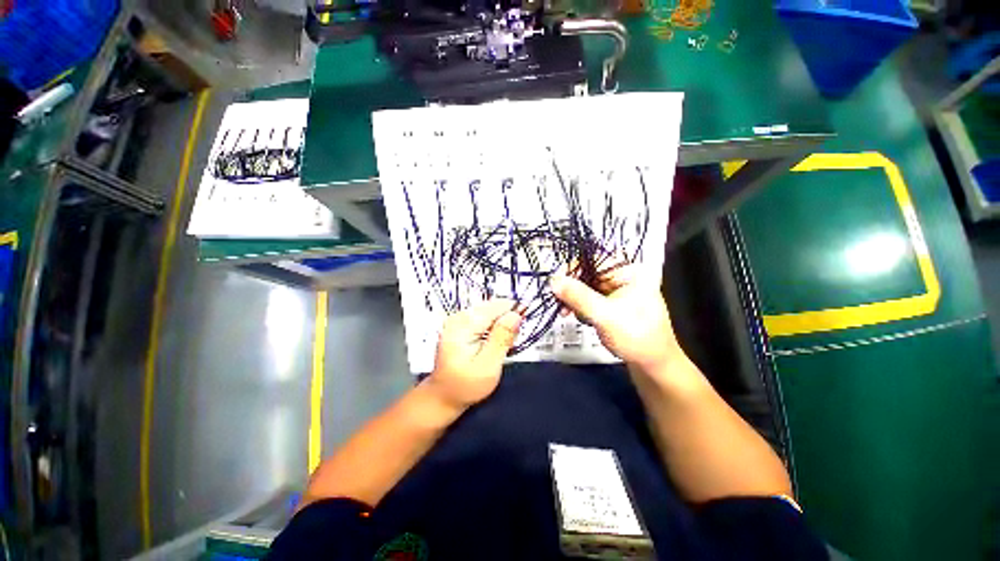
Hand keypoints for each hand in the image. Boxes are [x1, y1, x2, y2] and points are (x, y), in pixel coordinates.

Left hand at [428, 299, 522, 409]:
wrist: (444, 395)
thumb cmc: (465, 385)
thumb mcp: (488, 366)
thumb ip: (502, 338)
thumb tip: (516, 315)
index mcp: (463, 324)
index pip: (497, 306)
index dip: (514, 313)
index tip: (520, 329)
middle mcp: (459, 316)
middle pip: (494, 306)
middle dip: (507, 322)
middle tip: (508, 344)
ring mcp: (459, 319)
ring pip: (491, 311)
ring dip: (501, 326)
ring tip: (500, 347)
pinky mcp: (462, 324)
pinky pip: (485, 318)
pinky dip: (494, 329)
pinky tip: (492, 344)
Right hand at [550, 264, 678, 373]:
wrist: (652, 364)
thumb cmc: (636, 338)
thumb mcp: (605, 316)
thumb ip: (578, 296)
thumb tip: (554, 280)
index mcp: (629, 271)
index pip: (594, 259)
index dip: (573, 268)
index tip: (556, 283)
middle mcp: (622, 276)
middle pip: (587, 273)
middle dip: (571, 288)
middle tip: (559, 302)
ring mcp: (616, 290)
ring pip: (585, 286)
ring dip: (573, 299)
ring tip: (568, 313)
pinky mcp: (610, 302)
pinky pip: (587, 297)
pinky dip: (579, 306)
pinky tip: (580, 317)